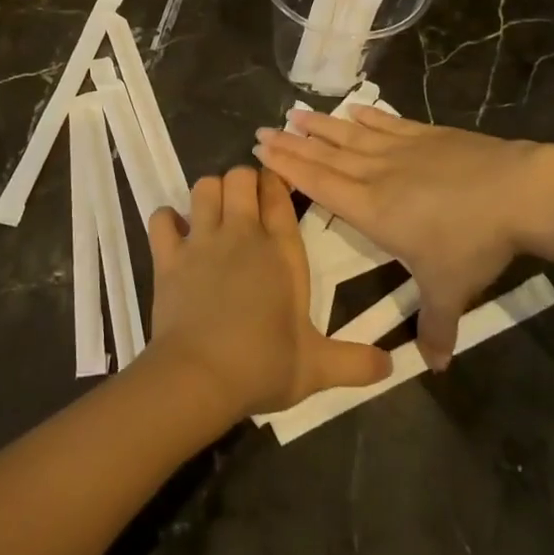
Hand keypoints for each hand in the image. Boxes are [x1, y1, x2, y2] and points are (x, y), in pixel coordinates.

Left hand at [145, 167, 391, 420]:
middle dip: (243, 180)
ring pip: (203, 187)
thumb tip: (392, 364)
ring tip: (214, 212)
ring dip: (209, 193)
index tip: (277, 185)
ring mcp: (202, 240)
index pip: (279, 195)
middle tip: (246, 201)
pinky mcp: (168, 256)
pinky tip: (175, 232)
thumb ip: (356, 361)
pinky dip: (167, 219)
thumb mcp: (318, 368)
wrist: (200, 377)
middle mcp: (242, 234)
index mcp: (281, 251)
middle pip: (240, 177)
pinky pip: (162, 218)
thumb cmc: (263, 366)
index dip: (277, 181)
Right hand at [254, 109, 553, 370]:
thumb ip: (435, 326)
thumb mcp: (450, 290)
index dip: (288, 168)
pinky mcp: (425, 134)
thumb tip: (434, 367)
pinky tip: (353, 109)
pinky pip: (387, 123)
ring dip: (321, 126)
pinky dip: (367, 117)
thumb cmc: (472, 242)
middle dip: (292, 144)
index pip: (319, 185)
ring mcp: (400, 150)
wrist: (515, 192)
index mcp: (371, 209)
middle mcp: (376, 174)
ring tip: (295, 113)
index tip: (262, 151)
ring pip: (350, 135)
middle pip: (325, 156)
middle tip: (263, 130)